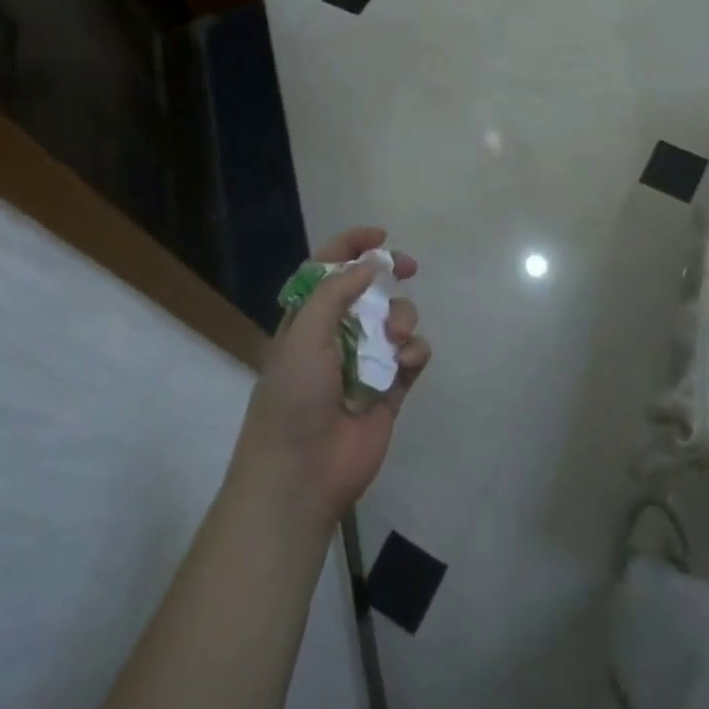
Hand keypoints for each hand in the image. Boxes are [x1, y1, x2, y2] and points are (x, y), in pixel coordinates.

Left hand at [231, 227, 430, 529]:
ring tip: (397, 338)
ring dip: (402, 318)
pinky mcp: (391, 389)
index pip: (327, 269)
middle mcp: (337, 335)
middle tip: (409, 266)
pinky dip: (415, 352)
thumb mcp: (304, 334)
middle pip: (369, 290)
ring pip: (396, 320)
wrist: (301, 473)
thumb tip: (369, 265)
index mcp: (307, 319)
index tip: (379, 235)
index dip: (350, 246)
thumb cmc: (293, 397)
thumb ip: (335, 292)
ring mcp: (366, 362)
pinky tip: (405, 363)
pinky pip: (413, 356)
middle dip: (389, 273)